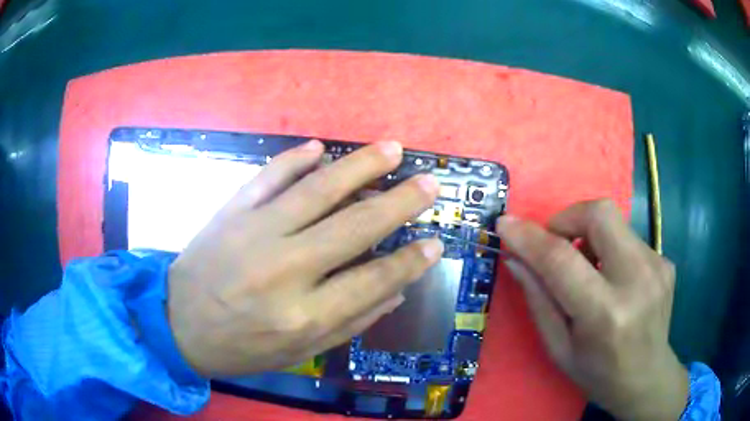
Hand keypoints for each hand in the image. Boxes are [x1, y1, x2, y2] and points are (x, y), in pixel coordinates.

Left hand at [167, 140, 442, 376]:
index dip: (410, 261)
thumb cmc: (240, 348)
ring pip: (317, 190)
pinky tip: (318, 147)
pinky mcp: (230, 212)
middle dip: (399, 202)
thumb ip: (350, 323)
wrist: (177, 325)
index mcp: (304, 315)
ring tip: (391, 148)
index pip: (374, 281)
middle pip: (354, 227)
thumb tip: (396, 292)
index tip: (435, 242)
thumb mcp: (297, 353)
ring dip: (359, 166)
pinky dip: (293, 159)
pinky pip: (267, 177)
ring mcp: (254, 233)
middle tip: (428, 182)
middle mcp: (284, 270)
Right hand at [497, 200, 687, 420]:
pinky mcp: (665, 260)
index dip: (530, 237)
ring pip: (614, 221)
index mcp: (605, 314)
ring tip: (586, 271)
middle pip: (600, 213)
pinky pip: (628, 237)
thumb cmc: (598, 373)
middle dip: (567, 218)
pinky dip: (609, 249)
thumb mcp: (559, 349)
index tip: (506, 224)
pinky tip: (611, 279)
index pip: (562, 259)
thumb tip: (516, 258)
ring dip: (589, 236)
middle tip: (556, 245)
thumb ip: (538, 300)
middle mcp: (637, 280)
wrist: (648, 377)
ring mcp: (657, 266)